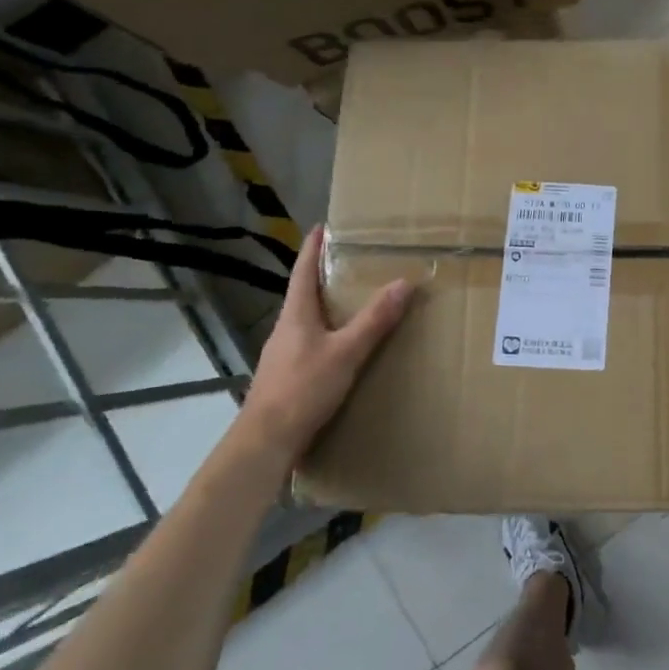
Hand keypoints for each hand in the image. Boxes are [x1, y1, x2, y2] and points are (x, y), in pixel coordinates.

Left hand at [236, 225, 409, 465]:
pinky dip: (327, 334)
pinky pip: (310, 344)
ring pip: (307, 320)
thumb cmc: (302, 389)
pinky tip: (343, 347)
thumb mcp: (346, 352)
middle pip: (304, 294)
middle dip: (325, 276)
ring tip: (353, 302)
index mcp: (296, 314)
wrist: (265, 443)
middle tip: (352, 262)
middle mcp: (285, 329)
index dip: (313, 247)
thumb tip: (403, 282)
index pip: (303, 271)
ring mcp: (283, 354)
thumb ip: (374, 319)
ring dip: (327, 307)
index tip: (323, 226)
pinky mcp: (287, 377)